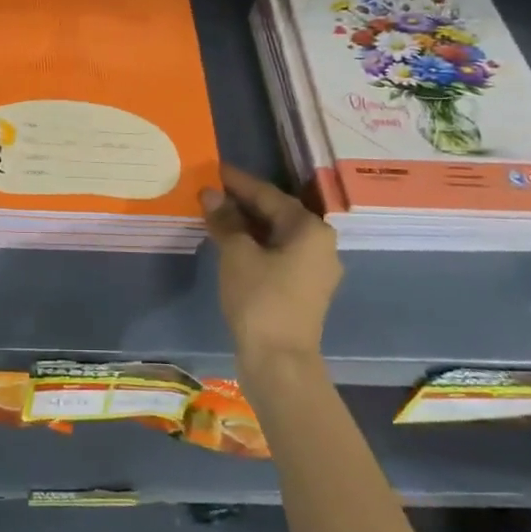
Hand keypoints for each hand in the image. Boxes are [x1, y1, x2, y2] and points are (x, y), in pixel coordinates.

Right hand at [201, 164, 341, 366]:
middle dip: (242, 202)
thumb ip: (226, 220)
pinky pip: (277, 254)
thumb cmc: (260, 299)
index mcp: (310, 229)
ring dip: (246, 224)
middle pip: (276, 213)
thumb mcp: (236, 254)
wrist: (279, 363)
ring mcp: (314, 269)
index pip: (268, 194)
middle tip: (210, 190)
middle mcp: (320, 244)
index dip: (238, 181)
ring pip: (276, 235)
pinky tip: (230, 242)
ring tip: (215, 213)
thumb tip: (211, 194)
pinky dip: (254, 244)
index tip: (214, 169)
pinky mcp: (302, 289)